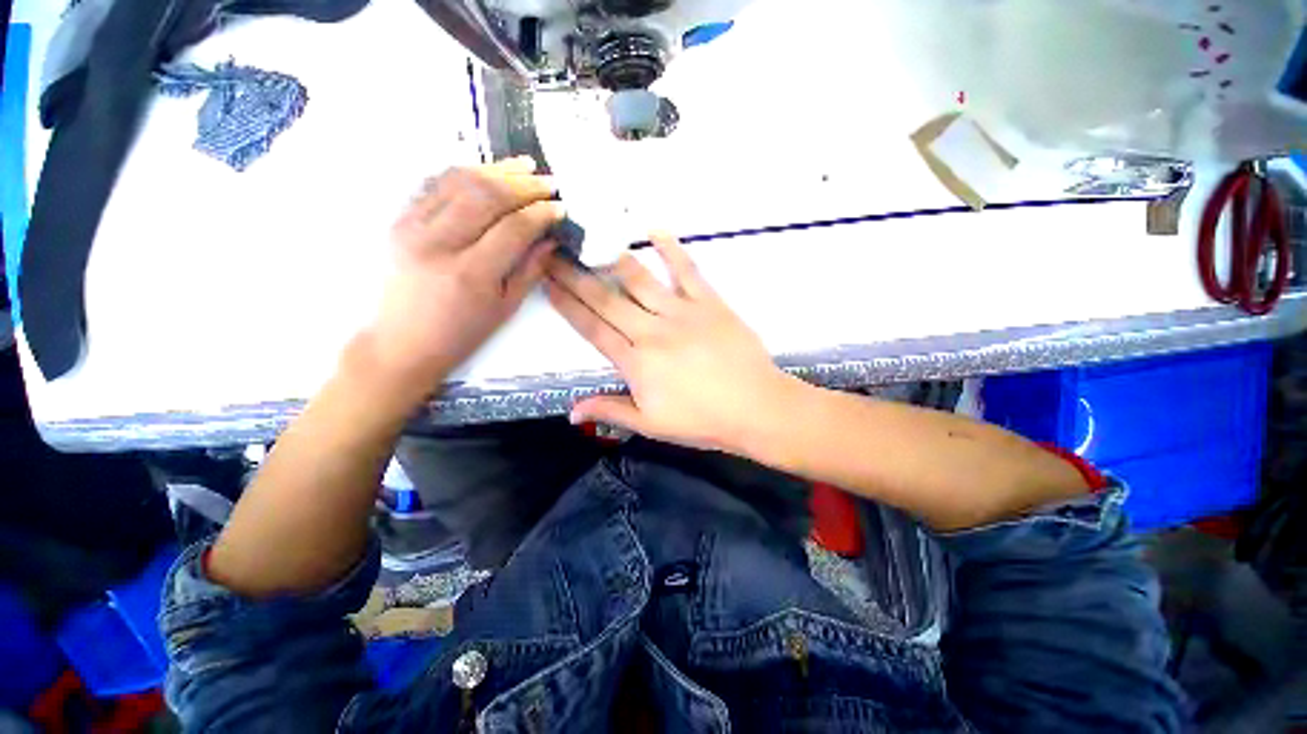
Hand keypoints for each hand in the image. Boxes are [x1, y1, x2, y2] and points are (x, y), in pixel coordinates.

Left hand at [363, 158, 561, 402]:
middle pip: (486, 196)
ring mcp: (411, 227)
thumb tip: (549, 238)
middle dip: (523, 185)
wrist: (402, 342)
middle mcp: (438, 243)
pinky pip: (434, 185)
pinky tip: (487, 171)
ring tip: (524, 165)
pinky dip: (465, 173)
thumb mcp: (505, 307)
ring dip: (496, 170)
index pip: (513, 228)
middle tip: (549, 180)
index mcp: (470, 274)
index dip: (541, 213)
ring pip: (458, 181)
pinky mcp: (398, 220)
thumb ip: (530, 270)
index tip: (560, 207)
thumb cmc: (462, 333)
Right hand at [545, 234, 799, 452]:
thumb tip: (571, 412)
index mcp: (636, 362)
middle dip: (576, 276)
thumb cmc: (702, 420)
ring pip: (639, 279)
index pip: (592, 329)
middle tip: (554, 252)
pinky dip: (670, 248)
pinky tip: (654, 230)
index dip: (568, 306)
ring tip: (591, 239)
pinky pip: (686, 270)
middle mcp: (651, 331)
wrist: (755, 407)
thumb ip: (610, 411)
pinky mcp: (708, 302)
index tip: (548, 284)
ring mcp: (681, 312)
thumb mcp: (651, 425)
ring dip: (612, 258)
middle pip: (606, 299)